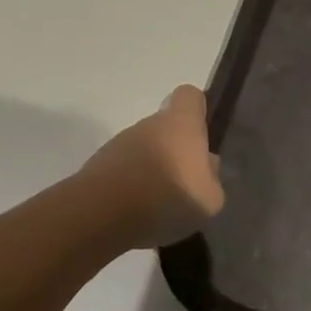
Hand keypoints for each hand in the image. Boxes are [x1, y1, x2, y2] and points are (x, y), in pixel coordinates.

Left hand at [77, 85, 225, 249]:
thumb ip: (212, 178)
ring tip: (160, 204)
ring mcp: (120, 143)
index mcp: (180, 123)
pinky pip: (124, 170)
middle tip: (184, 183)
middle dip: (175, 150)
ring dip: (152, 169)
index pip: (189, 96)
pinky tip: (138, 212)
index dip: (197, 111)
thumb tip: (206, 165)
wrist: (104, 213)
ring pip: (144, 149)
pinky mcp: (98, 165)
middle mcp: (148, 124)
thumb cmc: (169, 197)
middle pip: (166, 127)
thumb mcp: (210, 198)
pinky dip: (131, 186)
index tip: (202, 135)